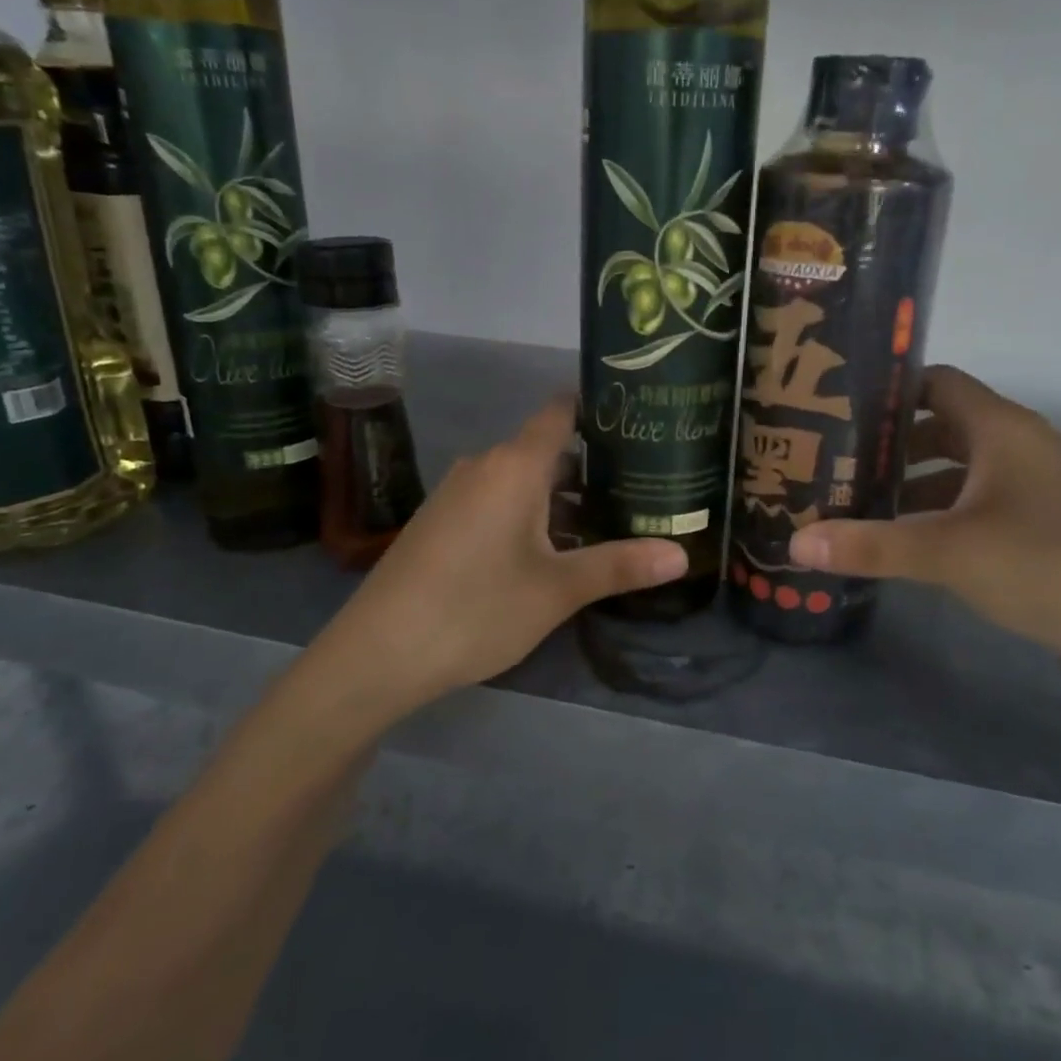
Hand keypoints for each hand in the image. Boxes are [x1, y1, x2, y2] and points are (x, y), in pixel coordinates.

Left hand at [312, 397, 687, 707]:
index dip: (597, 408)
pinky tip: (553, 550)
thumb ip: (620, 565)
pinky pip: (498, 501)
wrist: (377, 653)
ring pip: (523, 481)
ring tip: (610, 521)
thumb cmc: (475, 609)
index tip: (639, 418)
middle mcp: (484, 467)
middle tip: (644, 486)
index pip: (560, 412)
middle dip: (593, 466)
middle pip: (547, 450)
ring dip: (563, 497)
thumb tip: (683, 555)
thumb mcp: (557, 590)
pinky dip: (531, 514)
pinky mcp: (442, 522)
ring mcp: (457, 494)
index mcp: (514, 466)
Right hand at [790, 366, 1060, 672]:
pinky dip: (941, 513)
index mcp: (1001, 428)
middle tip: (833, 460)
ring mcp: (1035, 489)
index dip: (888, 391)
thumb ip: (869, 544)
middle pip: (943, 425)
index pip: (936, 383)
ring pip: (961, 469)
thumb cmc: (1046, 564)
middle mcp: (1019, 447)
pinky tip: (908, 541)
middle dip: (890, 442)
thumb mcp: (947, 552)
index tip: (836, 408)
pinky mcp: (1043, 528)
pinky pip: (978, 504)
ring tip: (858, 501)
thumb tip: (794, 542)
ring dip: (914, 482)